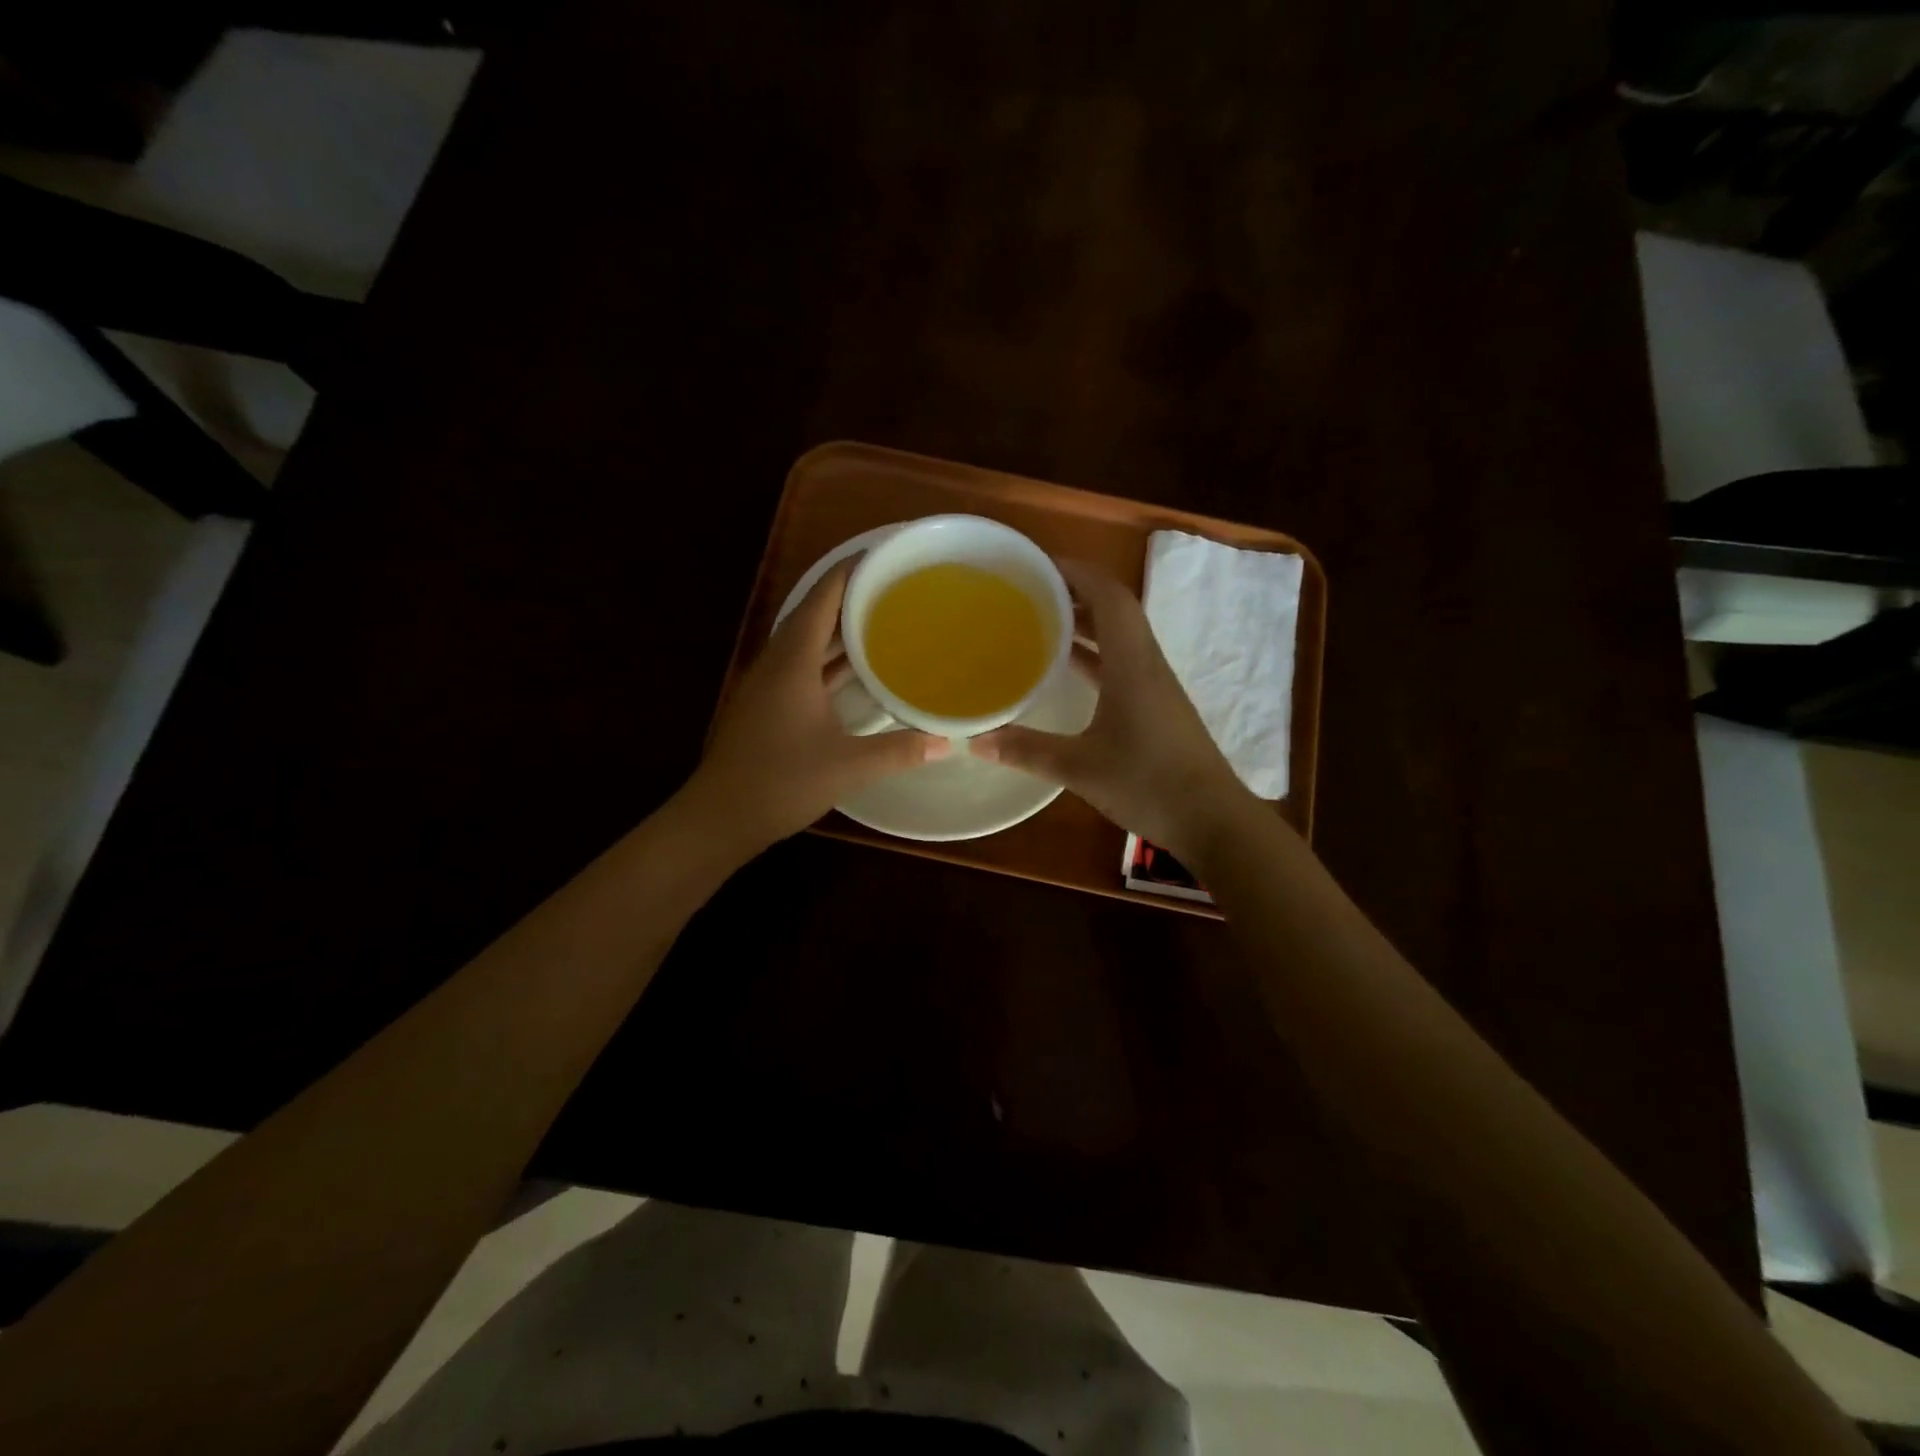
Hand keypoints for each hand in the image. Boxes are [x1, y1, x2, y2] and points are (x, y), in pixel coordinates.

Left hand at [686, 561, 948, 856]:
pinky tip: (854, 672)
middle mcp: (777, 665)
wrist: (720, 817)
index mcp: (792, 663)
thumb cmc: (780, 781)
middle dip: (849, 598)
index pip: (821, 600)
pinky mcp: (767, 708)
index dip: (849, 572)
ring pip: (806, 645)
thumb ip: (899, 751)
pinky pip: (802, 669)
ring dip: (838, 631)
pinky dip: (828, 662)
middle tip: (892, 589)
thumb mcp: (848, 766)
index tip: (881, 556)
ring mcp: (767, 687)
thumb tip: (945, 742)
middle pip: (813, 616)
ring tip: (880, 621)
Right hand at [971, 560, 1253, 864]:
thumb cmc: (1148, 783)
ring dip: (1084, 624)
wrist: (1212, 820)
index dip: (1077, 571)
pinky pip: (1121, 664)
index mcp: (1132, 663)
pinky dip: (1093, 656)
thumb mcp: (1080, 768)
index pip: (1109, 595)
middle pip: (1114, 610)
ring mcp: (1155, 686)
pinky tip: (1066, 670)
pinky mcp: (1156, 708)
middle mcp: (1146, 664)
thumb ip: (1027, 751)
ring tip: (1040, 620)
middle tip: (1029, 590)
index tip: (1038, 564)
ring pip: (1118, 638)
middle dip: (1074, 593)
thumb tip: (975, 741)